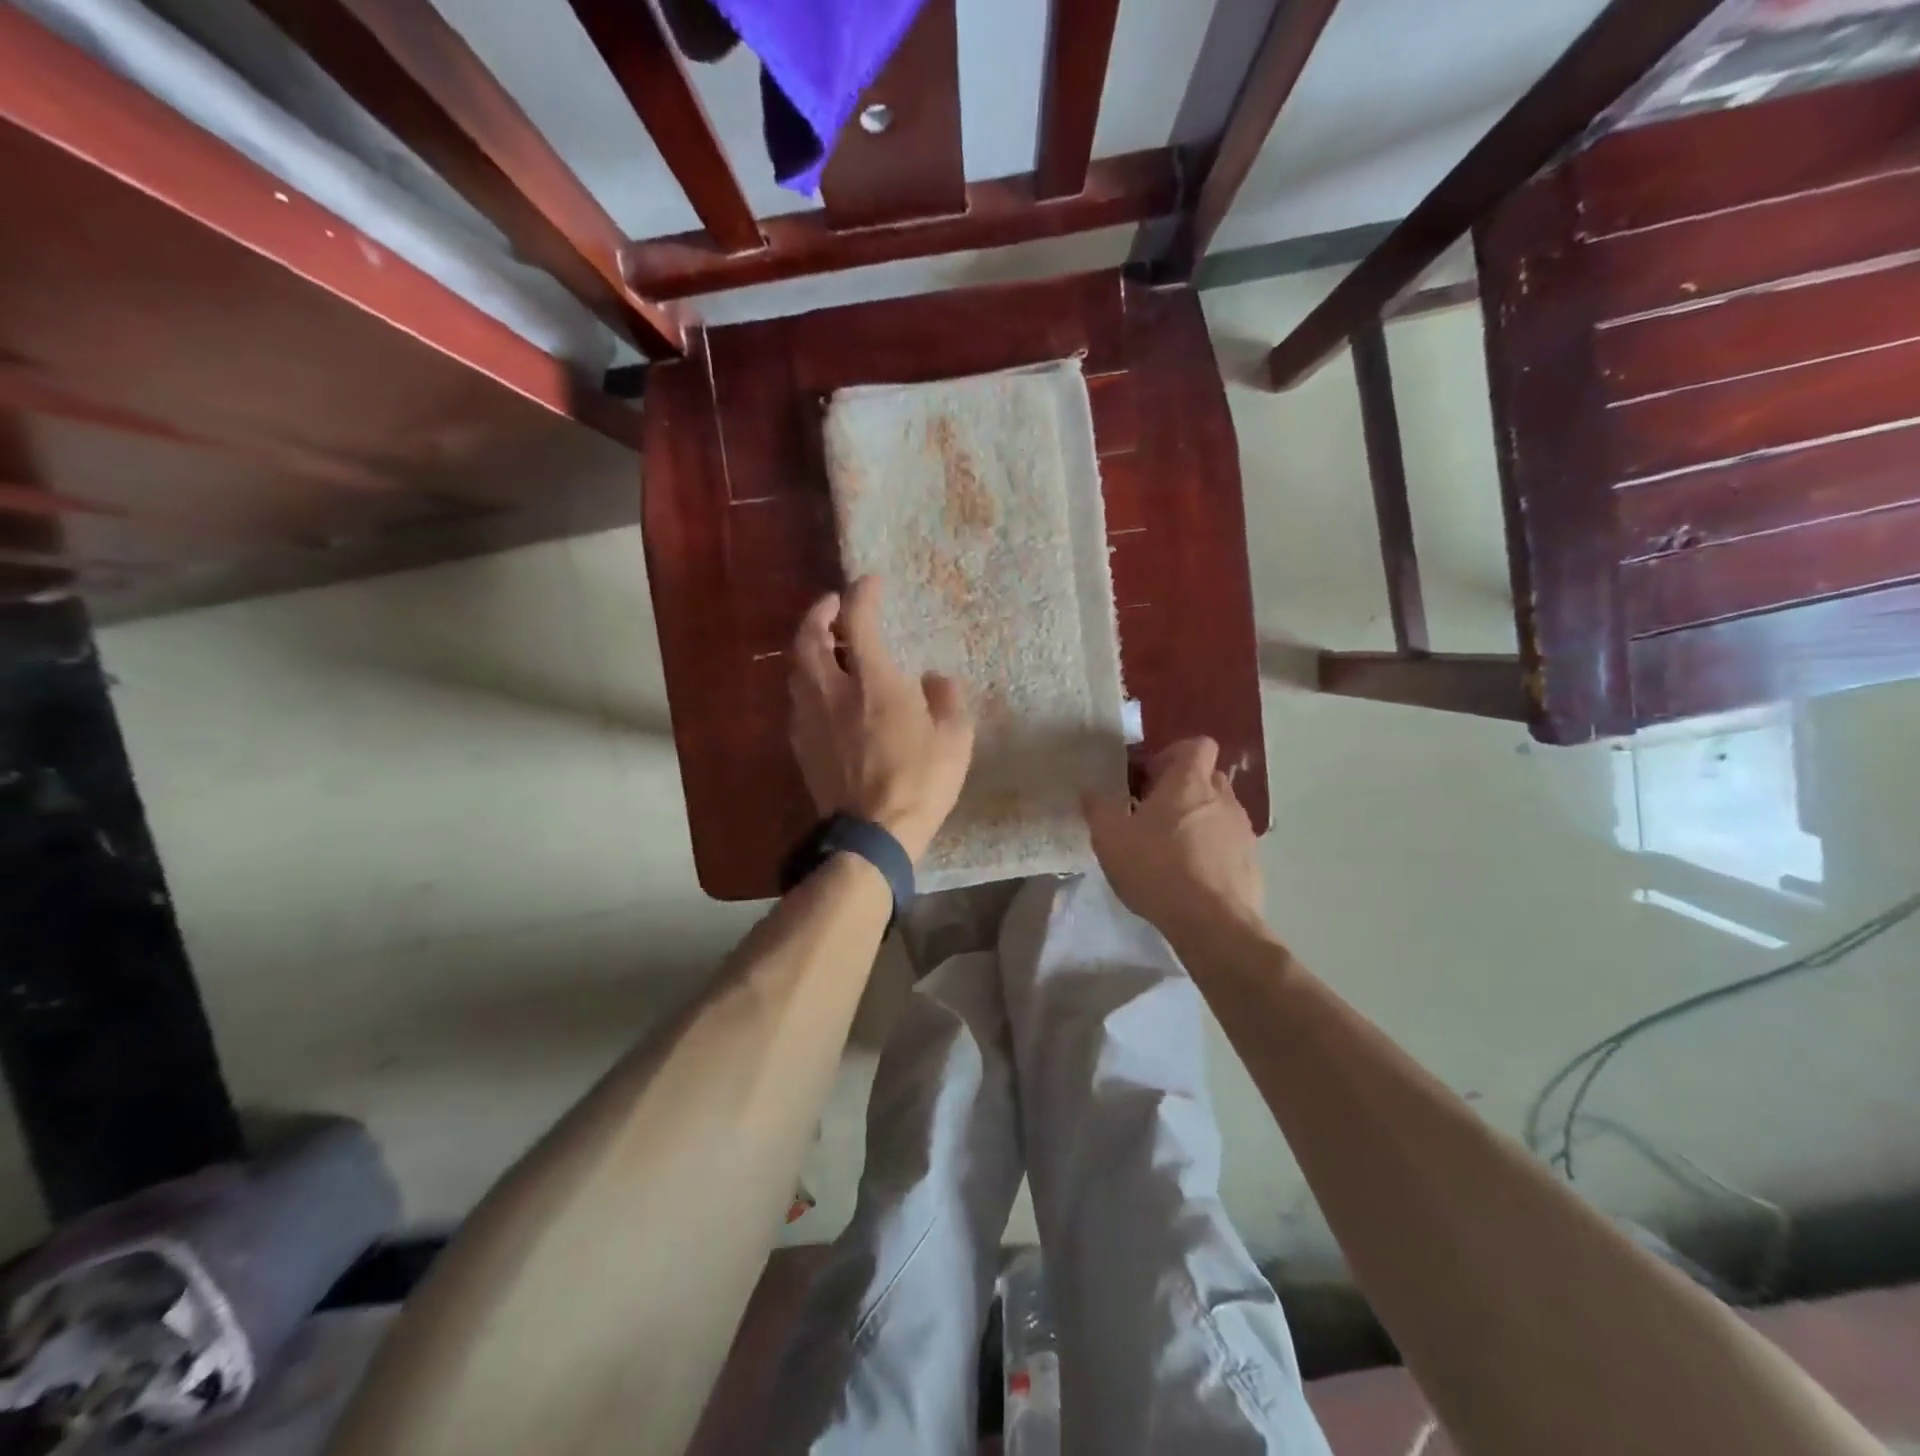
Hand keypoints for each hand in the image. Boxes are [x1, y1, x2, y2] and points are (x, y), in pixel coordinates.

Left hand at [788, 577, 974, 863]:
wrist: (873, 835)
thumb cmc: (921, 783)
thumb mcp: (955, 739)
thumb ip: (947, 700)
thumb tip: (934, 680)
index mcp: (874, 683)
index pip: (858, 622)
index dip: (862, 594)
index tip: (871, 583)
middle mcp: (834, 692)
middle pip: (809, 638)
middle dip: (818, 613)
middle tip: (832, 606)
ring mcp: (812, 720)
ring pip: (796, 669)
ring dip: (808, 647)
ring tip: (827, 646)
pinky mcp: (802, 746)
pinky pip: (797, 701)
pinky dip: (806, 682)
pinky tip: (822, 692)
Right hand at [1084, 737, 1263, 935]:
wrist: (1212, 923)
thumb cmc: (1157, 868)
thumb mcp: (1110, 838)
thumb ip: (1098, 808)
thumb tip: (1090, 791)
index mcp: (1190, 782)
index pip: (1198, 745)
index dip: (1174, 754)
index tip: (1150, 778)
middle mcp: (1222, 798)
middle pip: (1207, 778)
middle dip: (1183, 790)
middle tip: (1154, 814)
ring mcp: (1242, 831)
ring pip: (1219, 812)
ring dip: (1198, 821)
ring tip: (1172, 850)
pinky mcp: (1252, 863)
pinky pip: (1229, 845)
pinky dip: (1212, 852)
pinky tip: (1191, 878)